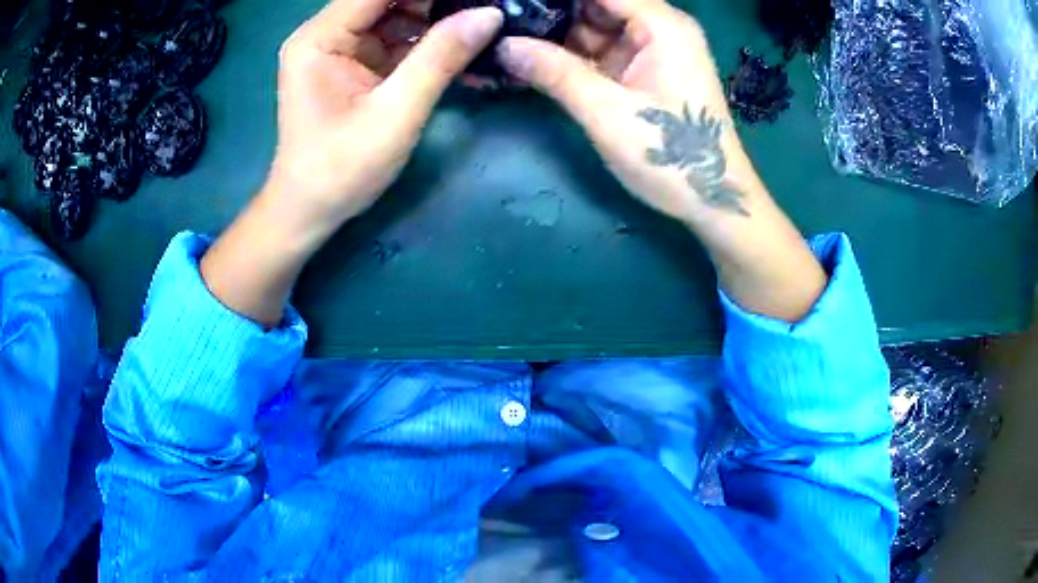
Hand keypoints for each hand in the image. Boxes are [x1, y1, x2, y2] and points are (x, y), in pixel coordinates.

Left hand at [266, 0, 503, 242]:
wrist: (310, 212)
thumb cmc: (340, 170)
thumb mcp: (395, 113)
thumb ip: (440, 58)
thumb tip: (490, 14)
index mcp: (321, 38)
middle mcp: (327, 33)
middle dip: (439, 4)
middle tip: (485, 12)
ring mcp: (341, 48)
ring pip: (399, 15)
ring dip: (440, 20)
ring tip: (483, 29)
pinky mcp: (356, 65)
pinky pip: (398, 40)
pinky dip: (430, 44)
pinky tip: (465, 50)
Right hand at [497, 0, 756, 224]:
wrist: (713, 200)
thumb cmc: (670, 155)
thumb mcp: (607, 112)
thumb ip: (554, 72)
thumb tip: (502, 46)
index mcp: (662, 25)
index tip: (511, 4)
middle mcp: (660, 27)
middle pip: (595, 5)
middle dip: (550, 13)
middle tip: (503, 25)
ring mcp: (653, 49)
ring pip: (594, 27)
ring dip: (555, 35)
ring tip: (508, 41)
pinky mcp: (645, 71)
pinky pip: (602, 50)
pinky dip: (571, 56)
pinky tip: (534, 60)